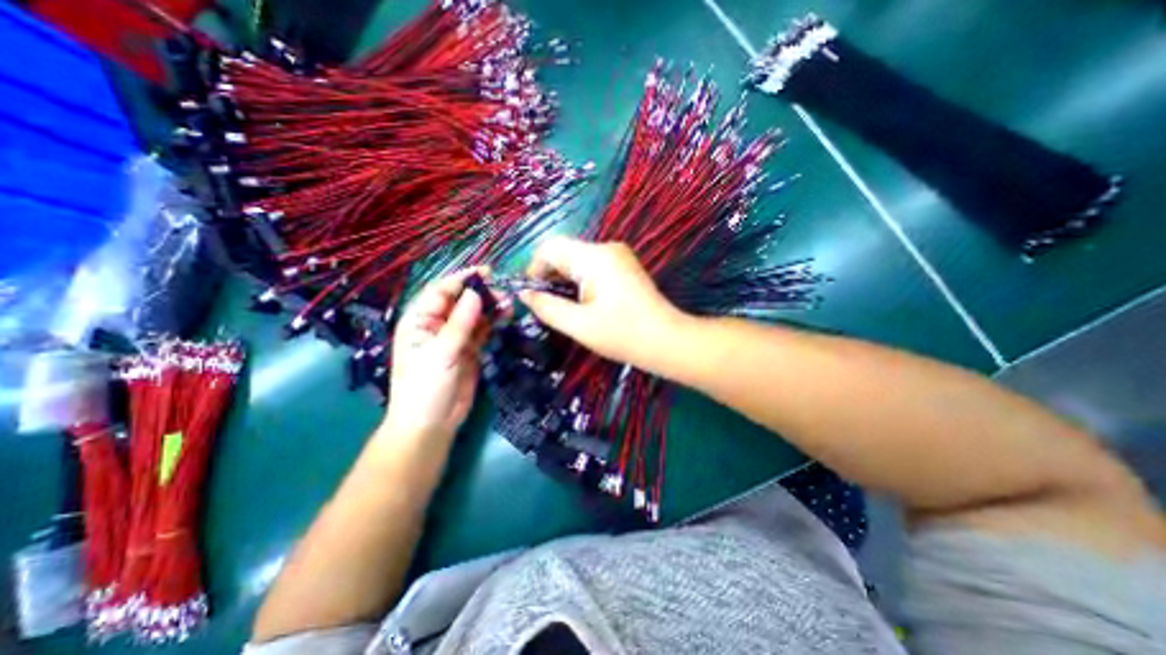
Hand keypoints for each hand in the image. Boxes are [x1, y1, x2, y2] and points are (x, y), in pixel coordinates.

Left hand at [380, 266, 493, 438]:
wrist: (432, 424)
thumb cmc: (426, 387)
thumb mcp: (441, 353)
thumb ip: (460, 322)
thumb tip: (475, 293)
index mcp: (420, 320)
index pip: (441, 290)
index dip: (463, 279)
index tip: (487, 273)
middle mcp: (437, 324)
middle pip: (460, 300)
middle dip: (481, 293)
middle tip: (504, 293)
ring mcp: (455, 337)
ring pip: (474, 314)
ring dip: (490, 307)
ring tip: (509, 303)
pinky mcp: (469, 349)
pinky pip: (482, 329)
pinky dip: (493, 322)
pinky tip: (506, 316)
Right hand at [517, 235, 685, 369]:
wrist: (667, 341)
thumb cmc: (623, 334)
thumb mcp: (579, 325)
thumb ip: (547, 307)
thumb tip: (524, 294)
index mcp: (594, 257)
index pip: (551, 247)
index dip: (534, 269)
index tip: (532, 295)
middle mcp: (607, 248)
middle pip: (565, 252)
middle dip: (550, 276)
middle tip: (547, 306)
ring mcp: (618, 256)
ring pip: (578, 260)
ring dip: (565, 280)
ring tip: (565, 308)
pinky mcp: (624, 267)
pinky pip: (592, 266)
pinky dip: (580, 281)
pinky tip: (583, 303)